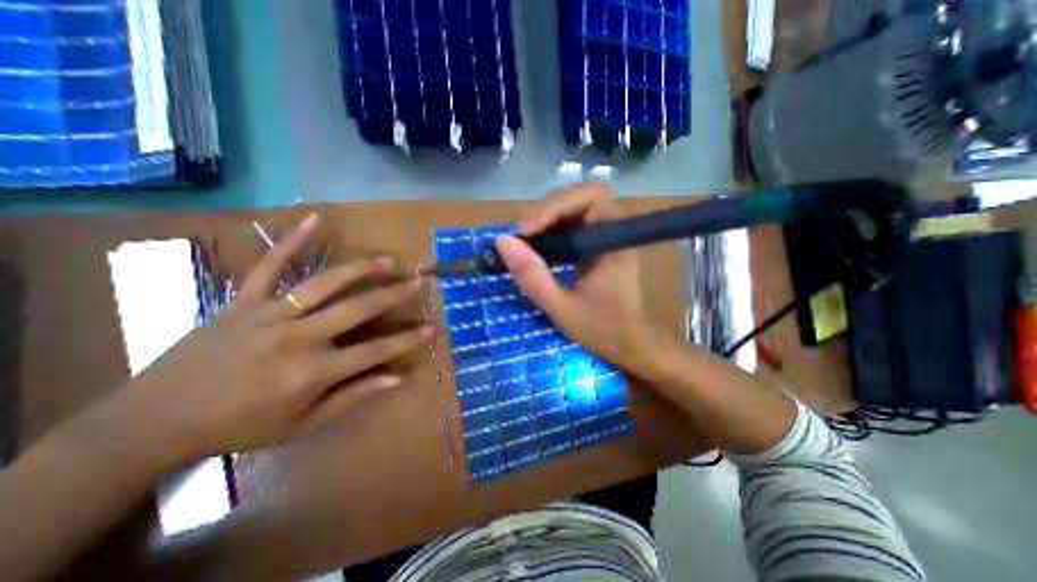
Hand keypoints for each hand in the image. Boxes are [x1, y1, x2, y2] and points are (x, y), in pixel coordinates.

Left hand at [102, 215, 432, 463]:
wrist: (152, 421)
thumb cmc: (238, 427)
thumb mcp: (302, 423)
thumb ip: (352, 396)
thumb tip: (395, 379)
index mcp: (311, 372)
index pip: (374, 351)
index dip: (407, 340)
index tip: (431, 327)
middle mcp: (296, 338)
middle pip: (357, 309)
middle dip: (393, 295)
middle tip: (418, 282)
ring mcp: (268, 314)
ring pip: (324, 283)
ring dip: (361, 270)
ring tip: (388, 261)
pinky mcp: (243, 300)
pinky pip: (270, 265)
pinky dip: (293, 241)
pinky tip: (316, 220)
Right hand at [495, 182, 655, 373]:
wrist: (630, 345)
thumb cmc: (602, 330)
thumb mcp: (561, 308)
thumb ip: (532, 277)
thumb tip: (502, 241)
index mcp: (614, 242)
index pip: (590, 196)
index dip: (556, 206)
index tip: (527, 233)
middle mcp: (614, 232)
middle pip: (579, 198)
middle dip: (546, 213)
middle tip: (522, 239)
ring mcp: (607, 237)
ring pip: (574, 210)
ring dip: (546, 222)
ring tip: (526, 245)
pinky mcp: (598, 246)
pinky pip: (573, 226)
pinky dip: (552, 232)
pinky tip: (540, 251)